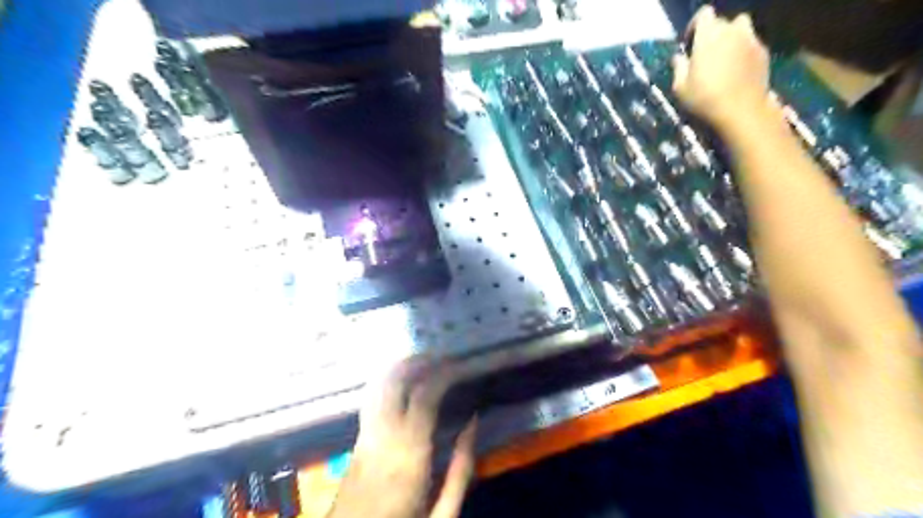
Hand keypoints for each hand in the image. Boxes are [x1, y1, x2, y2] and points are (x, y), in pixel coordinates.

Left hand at [327, 361, 474, 517]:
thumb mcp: (443, 513)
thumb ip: (461, 467)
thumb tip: (473, 422)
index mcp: (409, 453)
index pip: (424, 395)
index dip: (443, 374)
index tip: (460, 365)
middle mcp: (383, 434)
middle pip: (395, 380)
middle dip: (418, 361)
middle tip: (441, 356)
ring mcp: (366, 433)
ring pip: (379, 383)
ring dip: (401, 366)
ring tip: (424, 361)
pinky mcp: (357, 437)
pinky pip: (372, 396)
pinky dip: (388, 380)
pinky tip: (402, 379)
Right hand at [673, 6, 772, 129]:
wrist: (741, 109)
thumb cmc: (704, 98)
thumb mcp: (680, 87)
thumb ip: (678, 67)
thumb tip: (678, 57)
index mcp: (709, 35)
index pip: (704, 13)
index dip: (695, 25)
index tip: (689, 42)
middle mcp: (731, 30)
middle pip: (722, 21)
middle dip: (712, 33)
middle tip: (705, 53)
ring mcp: (751, 39)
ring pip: (741, 28)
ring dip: (731, 36)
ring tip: (724, 55)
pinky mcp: (763, 51)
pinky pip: (751, 42)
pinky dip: (743, 49)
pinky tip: (737, 68)